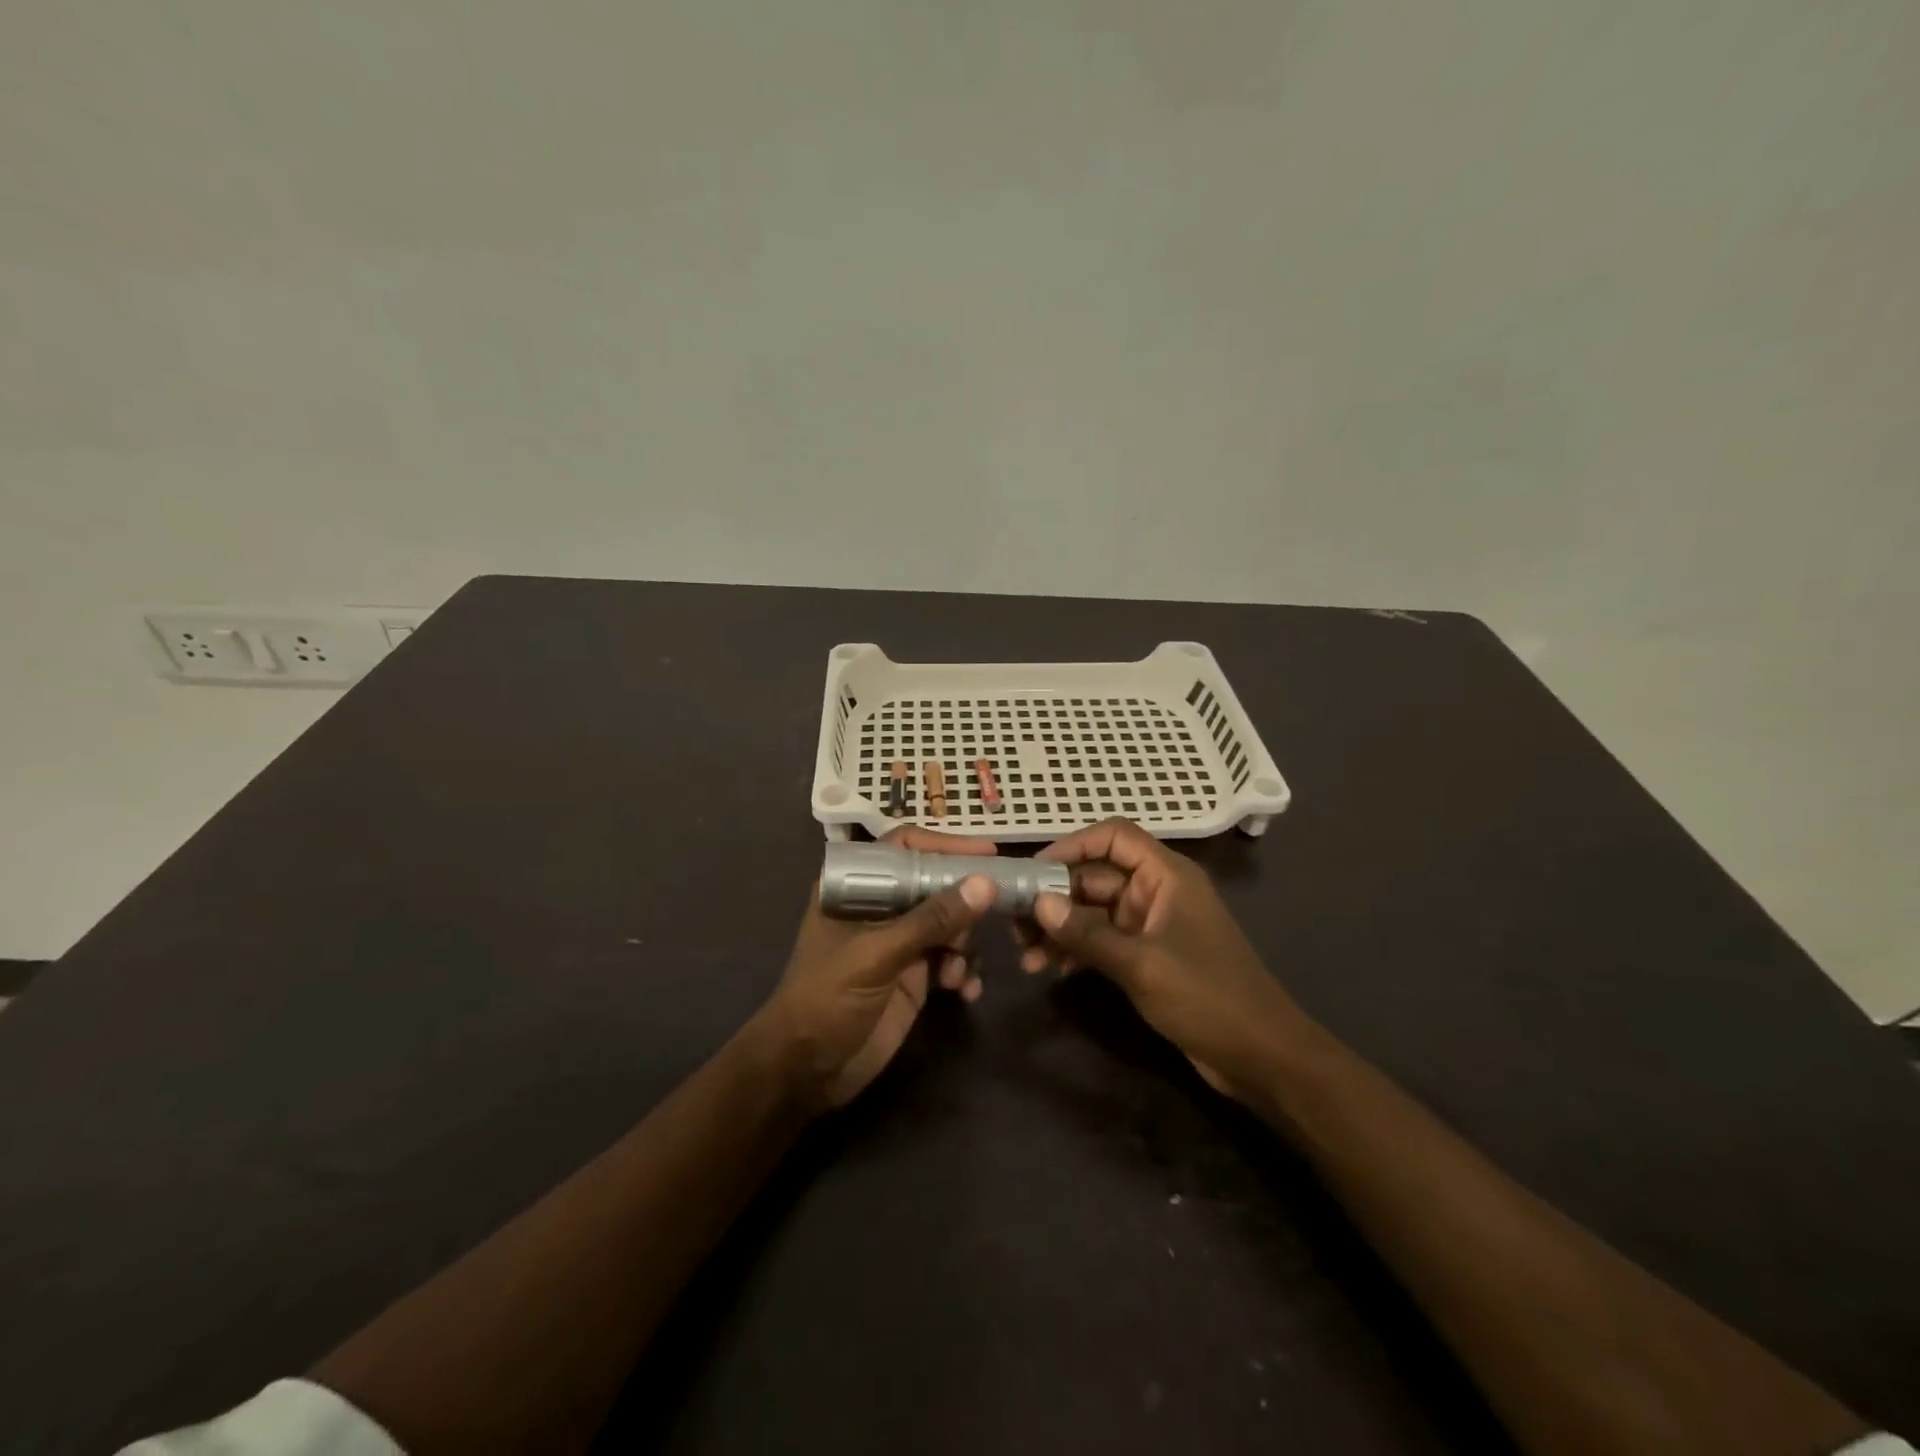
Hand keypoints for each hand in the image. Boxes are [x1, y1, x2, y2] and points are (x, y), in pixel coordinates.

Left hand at [759, 828, 997, 1109]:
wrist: (807, 1071)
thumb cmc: (826, 999)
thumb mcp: (877, 955)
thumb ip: (931, 920)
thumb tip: (985, 884)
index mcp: (857, 886)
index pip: (905, 847)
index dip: (945, 846)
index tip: (988, 853)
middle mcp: (881, 906)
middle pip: (935, 884)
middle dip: (964, 902)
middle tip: (993, 915)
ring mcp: (899, 941)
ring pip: (949, 923)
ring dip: (965, 944)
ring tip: (958, 972)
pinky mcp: (914, 975)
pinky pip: (952, 959)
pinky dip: (964, 971)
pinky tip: (965, 991)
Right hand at [1019, 818, 1311, 1099]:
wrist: (1261, 1056)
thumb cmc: (1207, 997)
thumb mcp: (1141, 965)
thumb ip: (1087, 933)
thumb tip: (1038, 904)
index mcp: (1166, 875)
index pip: (1113, 837)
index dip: (1072, 845)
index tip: (1033, 871)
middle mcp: (1156, 891)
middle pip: (1095, 876)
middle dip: (1054, 897)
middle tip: (1014, 923)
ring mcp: (1150, 924)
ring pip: (1093, 910)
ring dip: (1059, 927)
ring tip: (1024, 953)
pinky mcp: (1146, 954)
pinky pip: (1101, 938)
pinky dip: (1075, 948)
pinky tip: (1047, 968)